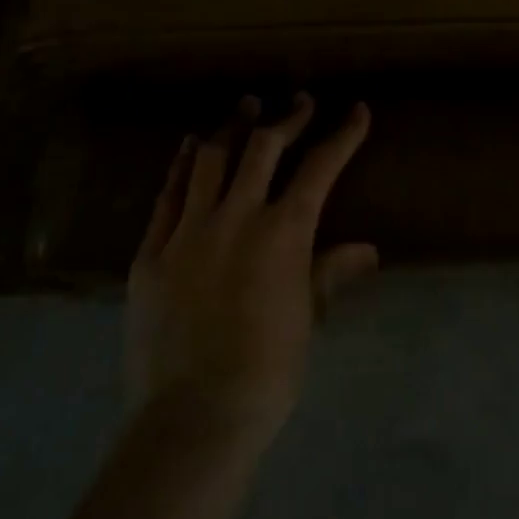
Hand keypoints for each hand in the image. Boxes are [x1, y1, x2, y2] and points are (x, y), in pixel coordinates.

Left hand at [125, 93, 378, 447]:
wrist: (194, 417)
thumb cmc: (267, 370)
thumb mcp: (308, 317)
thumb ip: (330, 272)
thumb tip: (367, 250)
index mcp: (284, 232)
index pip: (320, 167)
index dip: (343, 135)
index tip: (356, 110)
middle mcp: (237, 217)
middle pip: (264, 148)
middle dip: (287, 119)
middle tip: (299, 101)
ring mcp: (189, 231)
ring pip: (212, 160)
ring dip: (232, 127)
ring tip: (245, 106)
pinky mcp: (151, 252)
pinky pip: (168, 195)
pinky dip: (183, 165)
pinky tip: (191, 146)